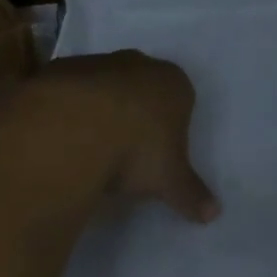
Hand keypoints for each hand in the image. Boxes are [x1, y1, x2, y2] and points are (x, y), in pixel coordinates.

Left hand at [30, 51, 220, 223]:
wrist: (75, 125)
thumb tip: (214, 213)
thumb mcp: (169, 180)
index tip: (161, 153)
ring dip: (103, 109)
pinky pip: (72, 91)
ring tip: (94, 149)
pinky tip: (66, 138)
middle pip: (144, 86)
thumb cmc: (137, 149)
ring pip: (107, 85)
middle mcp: (139, 64)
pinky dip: (71, 109)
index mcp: (173, 83)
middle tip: (129, 151)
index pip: (181, 98)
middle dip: (138, 112)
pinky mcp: (63, 69)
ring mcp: (98, 63)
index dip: (172, 125)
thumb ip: (191, 194)